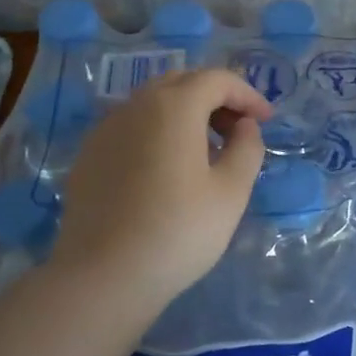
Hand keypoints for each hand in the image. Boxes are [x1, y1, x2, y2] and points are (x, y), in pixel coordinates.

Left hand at [47, 69, 271, 311]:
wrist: (103, 276)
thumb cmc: (178, 231)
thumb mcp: (231, 192)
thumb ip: (246, 148)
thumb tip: (243, 126)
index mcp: (174, 106)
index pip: (217, 79)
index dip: (248, 94)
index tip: (267, 121)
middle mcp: (136, 106)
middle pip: (182, 82)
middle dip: (216, 99)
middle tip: (237, 131)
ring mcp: (106, 129)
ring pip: (153, 103)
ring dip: (185, 114)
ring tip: (205, 151)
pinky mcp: (88, 155)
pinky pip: (131, 127)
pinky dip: (157, 132)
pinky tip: (166, 169)